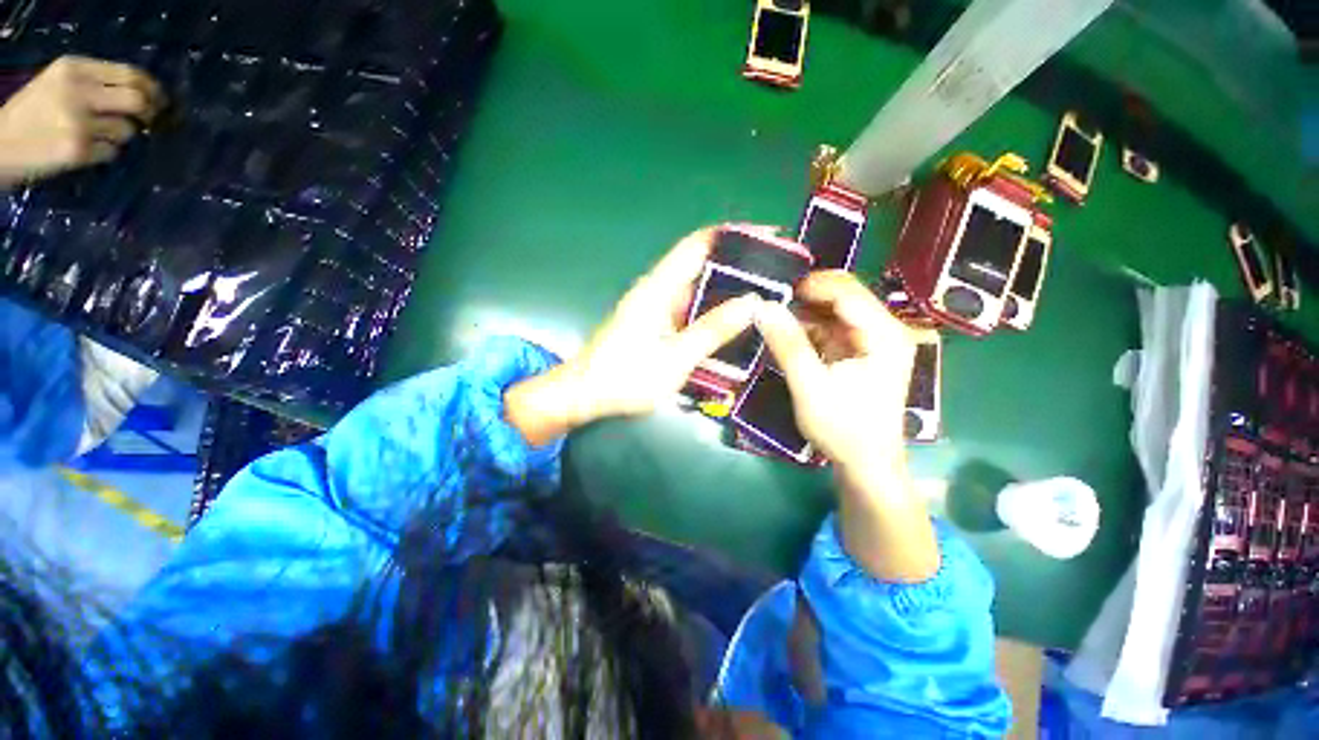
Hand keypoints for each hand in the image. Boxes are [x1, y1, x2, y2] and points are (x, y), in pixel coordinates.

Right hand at [0, 56, 163, 187]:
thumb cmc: (34, 113)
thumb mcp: (62, 83)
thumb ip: (99, 84)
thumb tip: (147, 96)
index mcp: (74, 68)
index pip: (130, 74)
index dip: (153, 89)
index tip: (160, 100)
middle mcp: (78, 91)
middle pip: (138, 100)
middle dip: (150, 112)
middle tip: (149, 120)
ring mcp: (78, 122)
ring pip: (127, 130)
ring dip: (121, 136)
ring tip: (97, 135)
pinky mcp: (79, 149)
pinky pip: (112, 152)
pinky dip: (106, 153)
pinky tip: (85, 150)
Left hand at [505, 228, 760, 445]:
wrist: (585, 394)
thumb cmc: (625, 377)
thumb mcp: (674, 358)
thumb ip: (712, 331)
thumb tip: (752, 303)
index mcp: (658, 287)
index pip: (699, 244)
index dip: (734, 235)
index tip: (770, 237)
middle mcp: (659, 290)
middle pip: (703, 263)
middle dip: (740, 264)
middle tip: (779, 274)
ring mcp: (658, 307)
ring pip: (699, 288)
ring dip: (730, 289)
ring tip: (768, 296)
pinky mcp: (658, 324)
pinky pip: (692, 309)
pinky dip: (715, 310)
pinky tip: (737, 321)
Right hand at [755, 271, 916, 473]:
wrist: (866, 463)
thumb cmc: (843, 428)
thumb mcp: (810, 386)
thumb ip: (788, 345)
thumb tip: (762, 307)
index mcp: (884, 335)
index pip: (848, 292)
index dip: (812, 286)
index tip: (777, 292)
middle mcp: (885, 330)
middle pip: (845, 297)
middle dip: (808, 298)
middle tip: (772, 304)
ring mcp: (873, 341)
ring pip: (835, 311)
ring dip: (805, 314)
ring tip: (774, 320)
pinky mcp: (860, 352)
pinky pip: (831, 329)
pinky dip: (809, 330)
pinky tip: (788, 338)